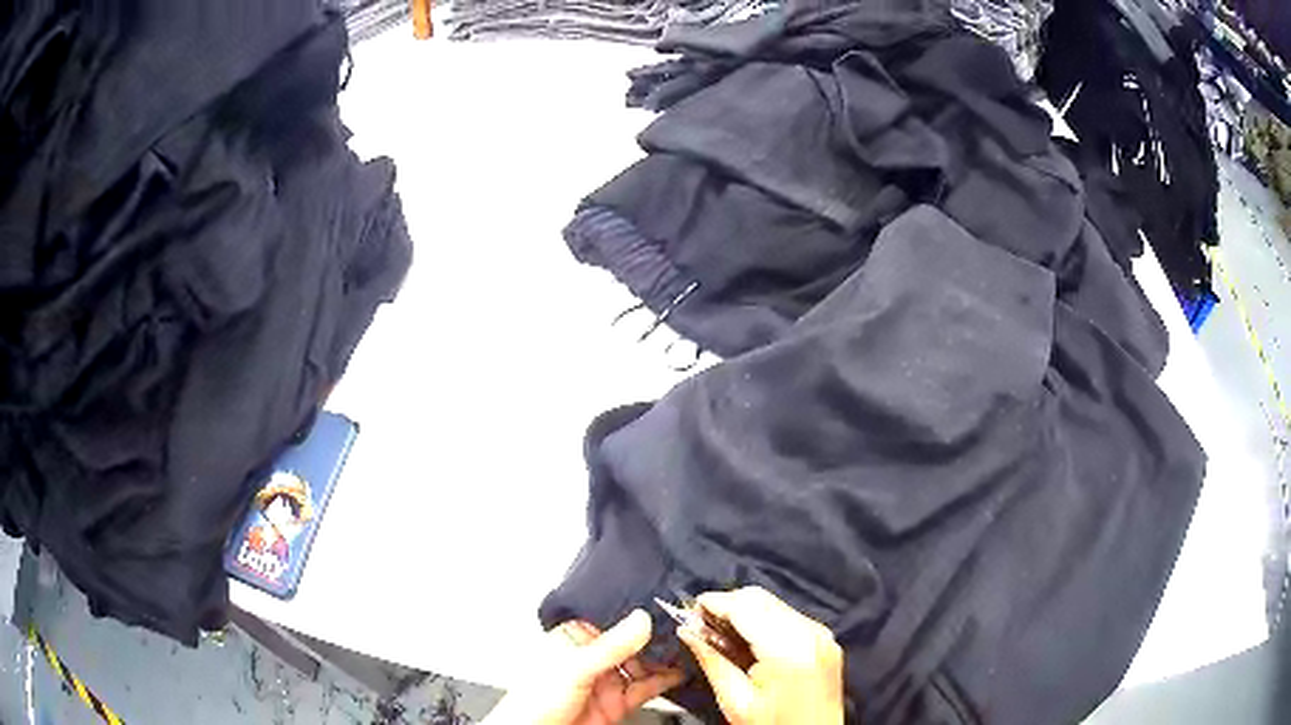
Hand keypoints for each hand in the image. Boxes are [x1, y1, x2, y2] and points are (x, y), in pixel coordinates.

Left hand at [487, 610, 683, 724]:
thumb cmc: (532, 702)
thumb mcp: (574, 668)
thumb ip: (610, 646)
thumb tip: (641, 619)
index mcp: (573, 639)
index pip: (611, 619)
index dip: (637, 613)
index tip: (664, 606)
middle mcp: (591, 658)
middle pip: (631, 643)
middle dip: (656, 637)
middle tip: (683, 628)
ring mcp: (605, 682)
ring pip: (642, 665)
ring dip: (664, 658)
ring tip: (687, 648)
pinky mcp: (617, 703)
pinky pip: (645, 688)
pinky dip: (665, 681)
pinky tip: (680, 673)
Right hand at [678, 587, 843, 724]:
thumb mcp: (735, 701)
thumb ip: (712, 661)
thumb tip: (686, 631)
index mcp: (788, 648)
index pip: (745, 606)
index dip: (713, 603)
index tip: (686, 612)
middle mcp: (810, 631)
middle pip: (760, 598)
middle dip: (726, 605)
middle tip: (701, 627)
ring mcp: (821, 632)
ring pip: (773, 603)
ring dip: (744, 611)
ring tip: (720, 635)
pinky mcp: (825, 637)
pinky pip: (787, 615)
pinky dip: (763, 620)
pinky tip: (747, 641)